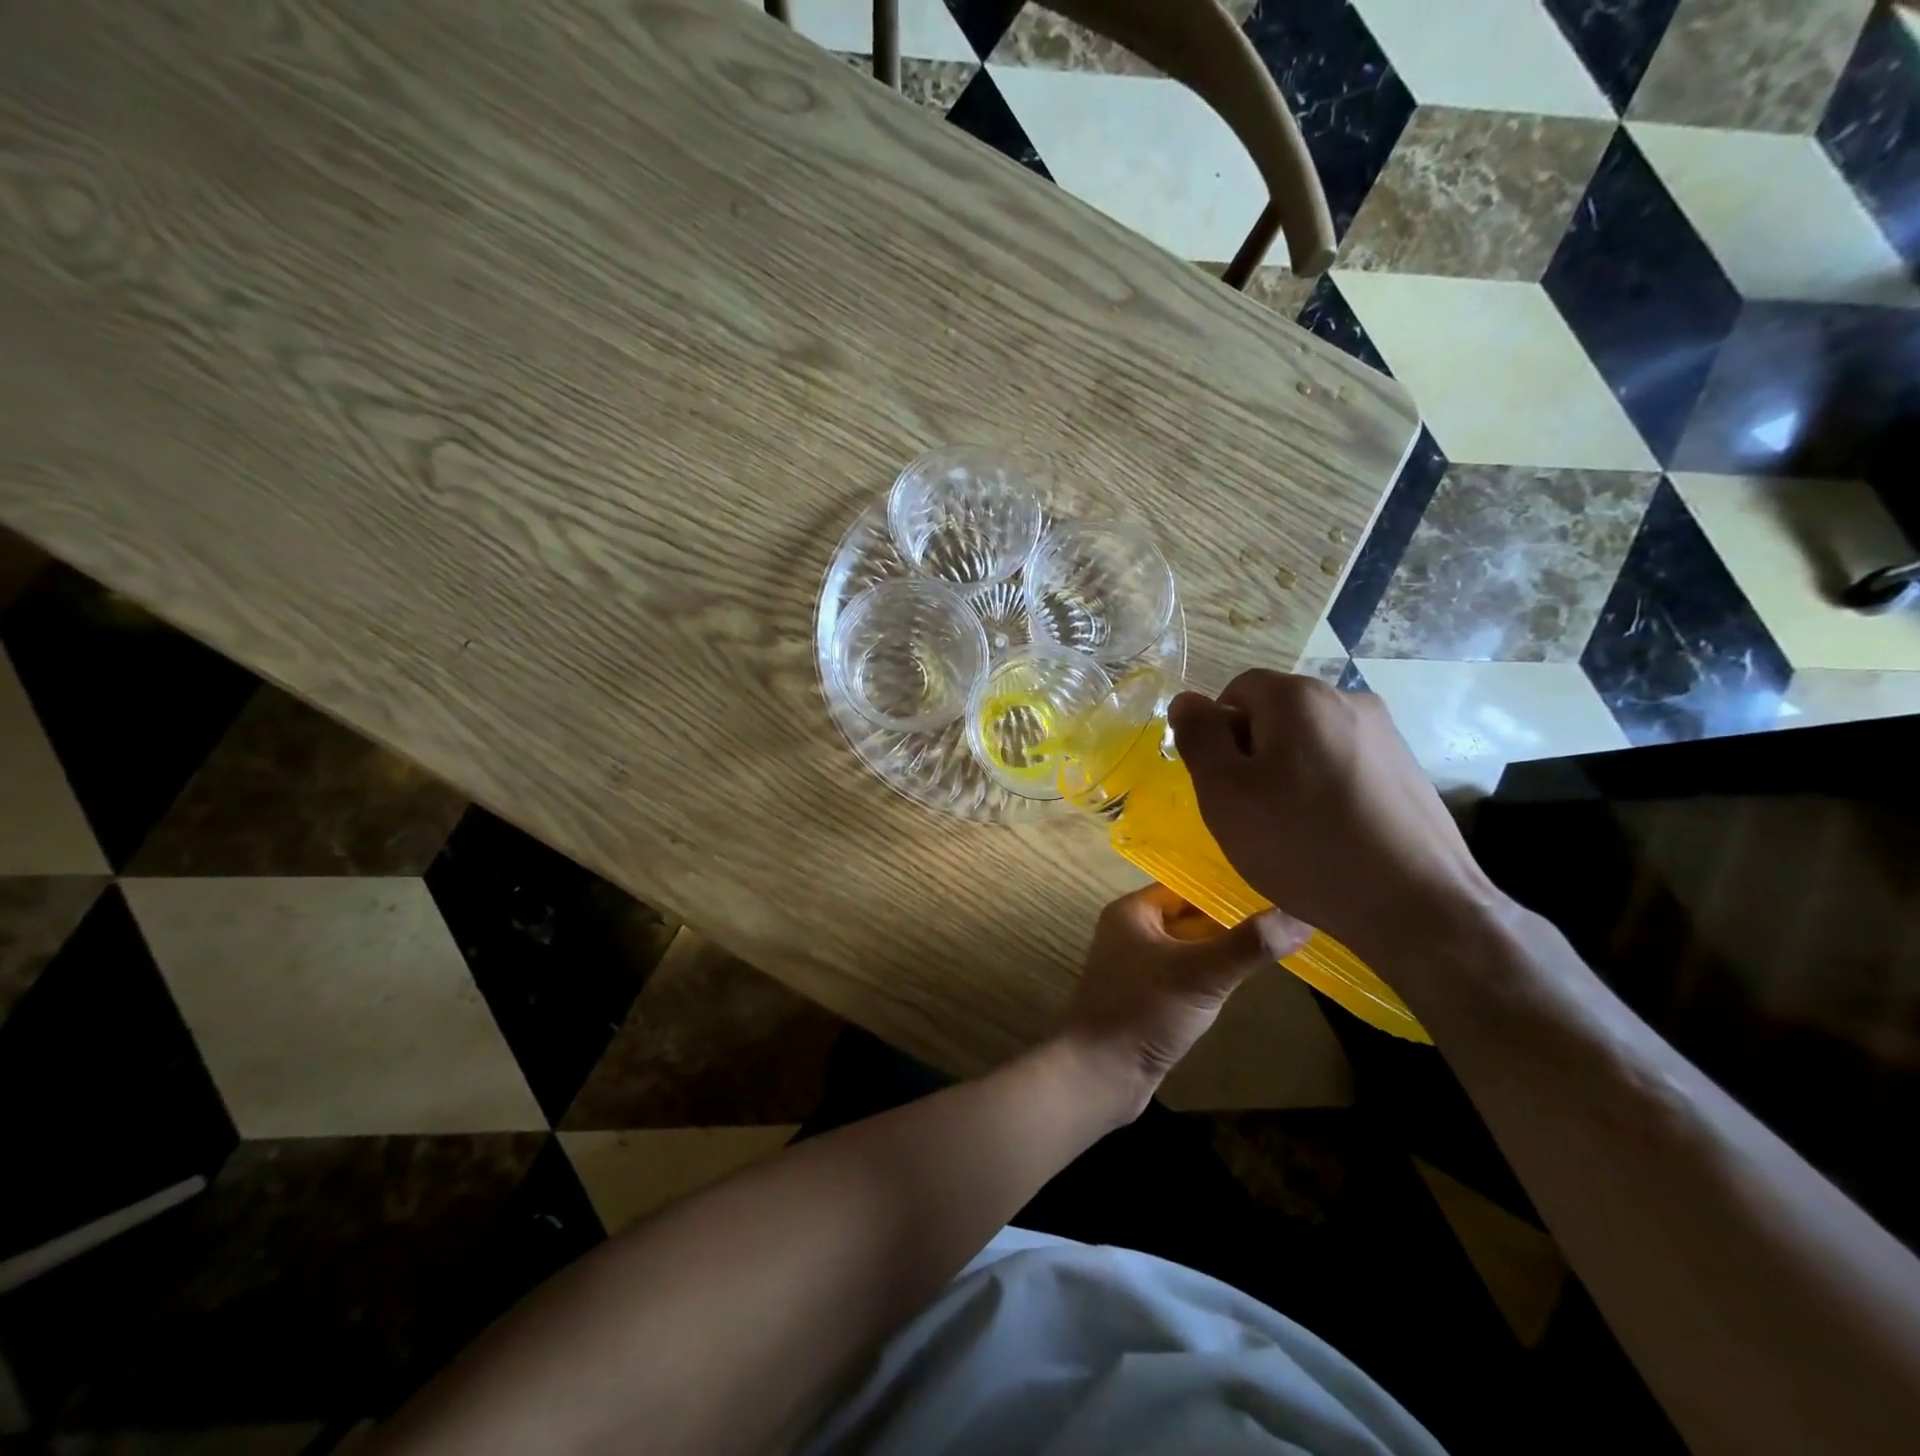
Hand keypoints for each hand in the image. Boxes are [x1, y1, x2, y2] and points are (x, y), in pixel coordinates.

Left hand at [1061, 884, 1308, 1116]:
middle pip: (1189, 916)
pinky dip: (1209, 975)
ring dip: (1221, 948)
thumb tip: (1301, 914)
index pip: (1186, 886)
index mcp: (1132, 912)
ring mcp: (1137, 967)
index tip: (1272, 884)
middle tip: (1283, 914)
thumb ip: (1249, 944)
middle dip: (1229, 918)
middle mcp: (1130, 932)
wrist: (1100, 1075)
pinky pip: (1184, 975)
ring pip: (1188, 947)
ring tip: (1274, 941)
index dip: (1225, 885)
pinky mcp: (1146, 998)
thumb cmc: (1144, 1012)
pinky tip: (1241, 979)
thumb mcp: (1201, 974)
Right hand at [1168, 671, 1497, 967]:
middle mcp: (1346, 698)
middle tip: (1252, 811)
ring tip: (1293, 828)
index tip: (1223, 785)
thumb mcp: (1224, 792)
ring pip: (1310, 741)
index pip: (1235, 692)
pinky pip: (1344, 764)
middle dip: (1254, 754)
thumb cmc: (1301, 844)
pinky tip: (1331, 834)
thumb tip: (1187, 701)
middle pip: (1275, 714)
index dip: (1218, 736)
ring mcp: (1384, 733)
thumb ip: (1198, 736)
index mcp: (1298, 696)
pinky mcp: (1408, 768)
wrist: (1415, 904)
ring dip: (1290, 772)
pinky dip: (1326, 788)